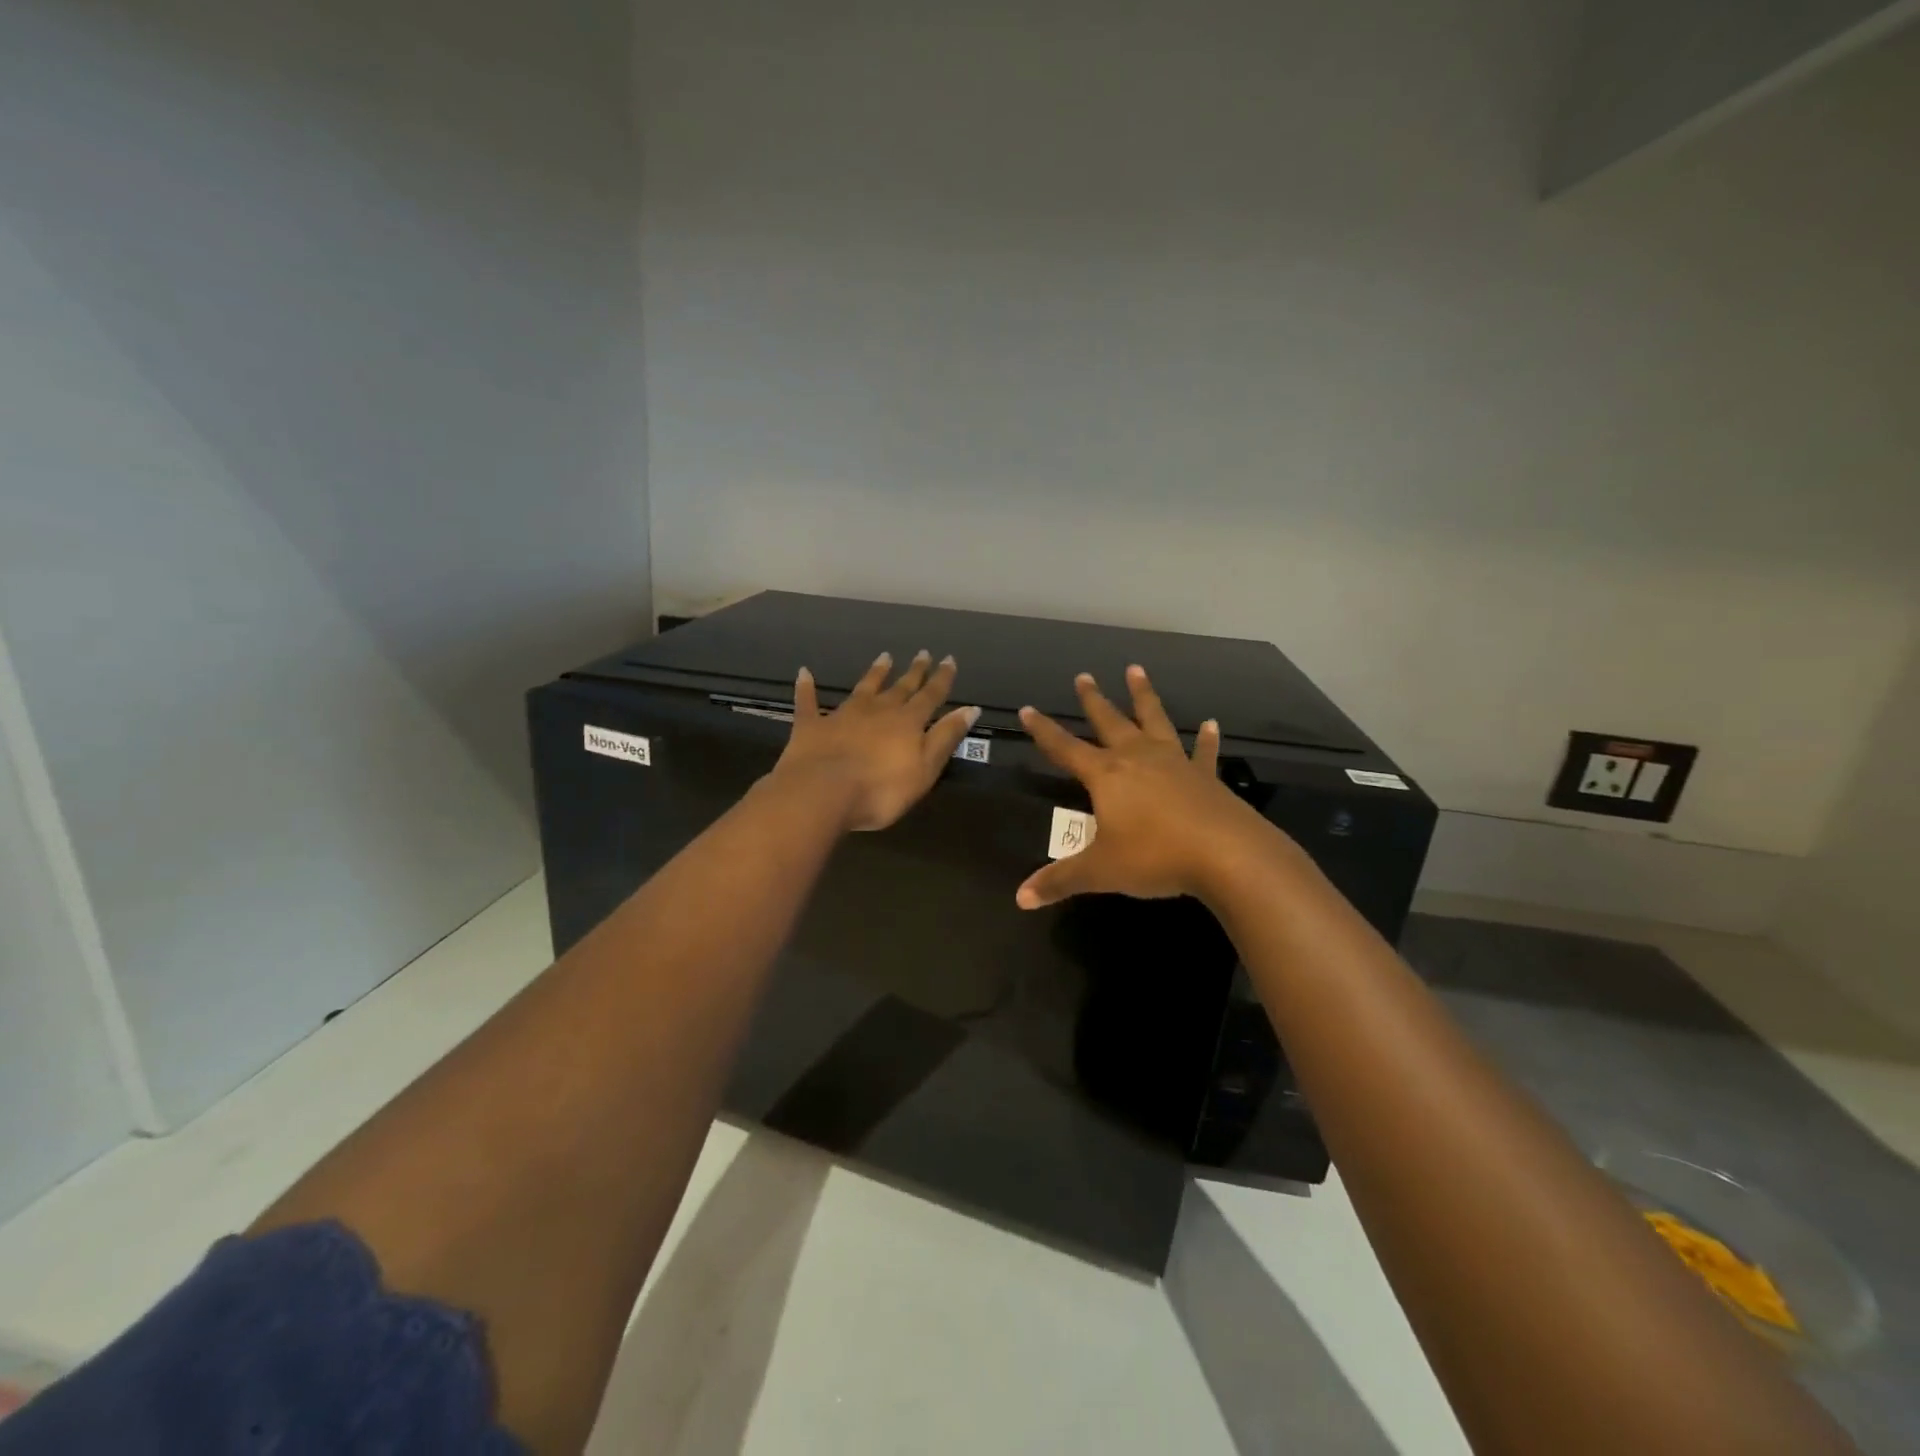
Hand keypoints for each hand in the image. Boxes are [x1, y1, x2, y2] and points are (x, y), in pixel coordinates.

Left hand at [771, 650, 980, 832]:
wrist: (823, 792)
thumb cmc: (881, 789)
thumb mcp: (925, 768)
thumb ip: (946, 737)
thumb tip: (970, 709)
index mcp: (907, 722)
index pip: (930, 696)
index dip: (942, 679)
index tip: (949, 660)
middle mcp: (877, 710)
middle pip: (900, 687)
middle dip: (914, 672)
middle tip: (923, 653)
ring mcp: (843, 715)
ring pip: (864, 687)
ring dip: (875, 672)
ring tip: (885, 657)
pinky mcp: (812, 725)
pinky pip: (809, 702)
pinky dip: (807, 687)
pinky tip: (804, 673)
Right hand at [1015, 666, 1279, 908]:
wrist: (1226, 855)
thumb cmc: (1154, 857)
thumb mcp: (1101, 871)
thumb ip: (1060, 880)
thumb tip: (1020, 898)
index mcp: (1106, 775)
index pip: (1064, 748)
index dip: (1043, 731)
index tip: (1027, 709)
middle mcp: (1137, 759)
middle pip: (1109, 722)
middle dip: (1093, 700)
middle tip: (1083, 676)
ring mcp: (1174, 763)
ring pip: (1154, 720)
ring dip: (1143, 696)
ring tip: (1136, 670)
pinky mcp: (1205, 777)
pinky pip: (1203, 752)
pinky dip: (1206, 739)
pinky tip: (1211, 724)